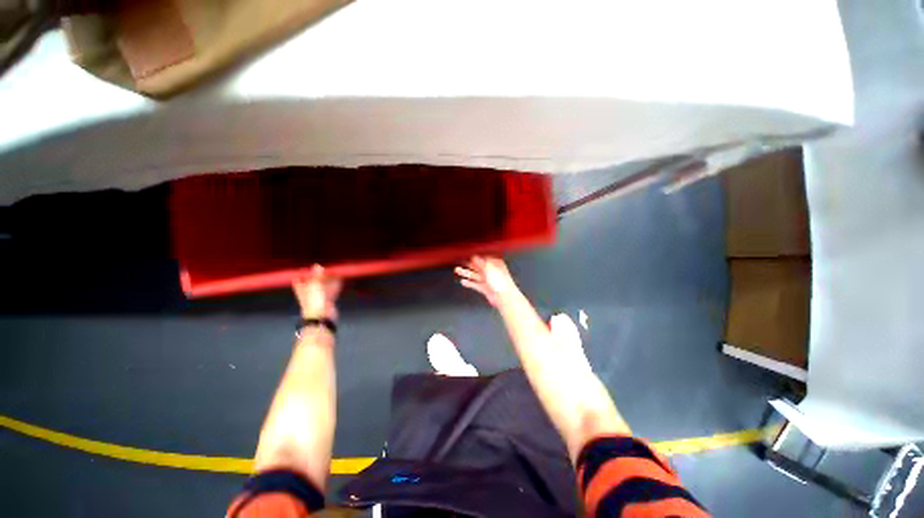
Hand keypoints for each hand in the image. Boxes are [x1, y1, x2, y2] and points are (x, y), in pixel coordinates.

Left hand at [293, 265, 341, 319]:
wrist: (321, 316)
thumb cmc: (314, 300)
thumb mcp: (314, 285)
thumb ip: (316, 275)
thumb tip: (317, 265)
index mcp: (302, 289)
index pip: (298, 280)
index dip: (301, 274)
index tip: (307, 268)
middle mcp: (309, 292)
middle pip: (312, 282)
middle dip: (318, 275)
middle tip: (324, 267)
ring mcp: (319, 296)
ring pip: (323, 285)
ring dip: (328, 279)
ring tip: (334, 271)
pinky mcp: (328, 300)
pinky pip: (332, 290)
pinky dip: (335, 284)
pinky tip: (340, 280)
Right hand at [455, 256, 517, 306]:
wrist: (504, 297)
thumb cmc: (500, 281)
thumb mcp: (488, 268)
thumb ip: (479, 262)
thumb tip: (473, 256)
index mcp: (495, 263)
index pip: (483, 258)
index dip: (475, 256)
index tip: (466, 255)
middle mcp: (492, 271)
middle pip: (478, 266)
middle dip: (469, 264)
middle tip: (460, 262)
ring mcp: (488, 280)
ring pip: (475, 275)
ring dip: (466, 273)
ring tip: (457, 270)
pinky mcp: (485, 288)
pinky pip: (475, 284)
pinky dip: (469, 283)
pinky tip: (463, 281)